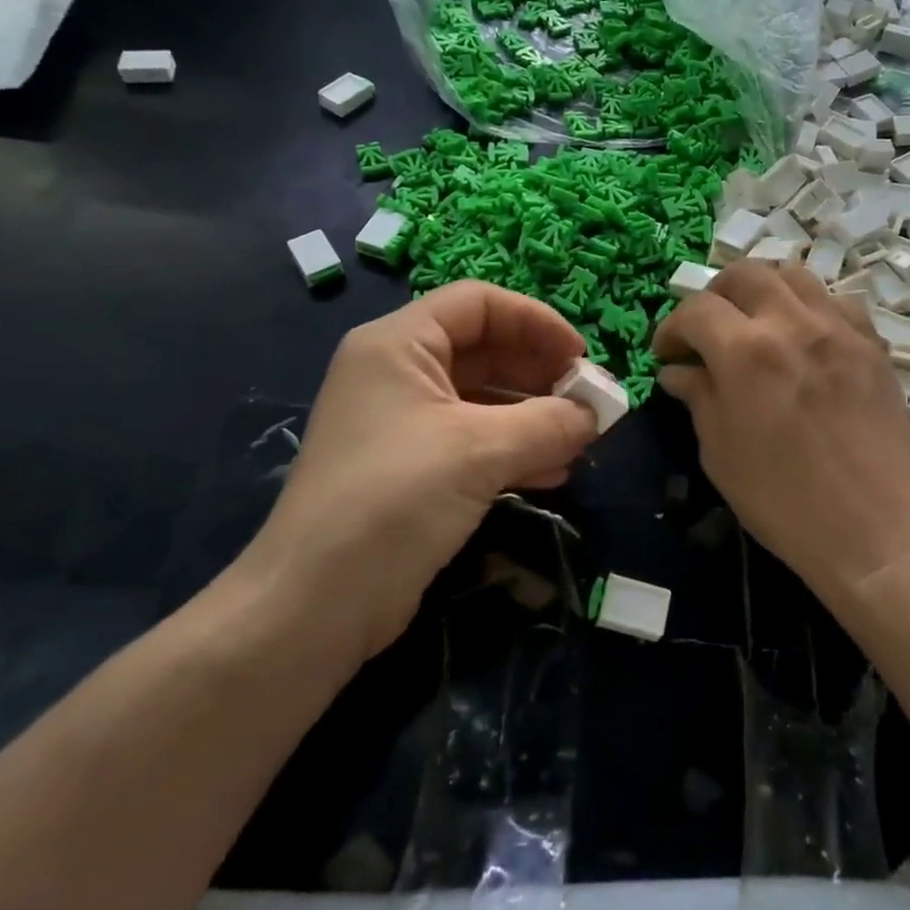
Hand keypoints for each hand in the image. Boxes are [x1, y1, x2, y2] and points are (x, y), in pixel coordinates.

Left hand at [238, 282, 598, 660]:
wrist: (313, 606)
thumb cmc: (394, 501)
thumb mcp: (479, 452)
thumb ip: (547, 424)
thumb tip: (596, 414)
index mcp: (399, 344)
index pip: (478, 303)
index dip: (535, 321)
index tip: (580, 357)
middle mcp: (398, 373)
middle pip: (483, 349)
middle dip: (539, 373)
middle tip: (587, 404)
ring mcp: (402, 423)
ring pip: (482, 399)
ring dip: (533, 415)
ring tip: (579, 440)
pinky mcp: (411, 469)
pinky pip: (473, 441)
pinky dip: (514, 449)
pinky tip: (552, 473)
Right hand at [653, 262, 909, 603]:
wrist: (873, 528)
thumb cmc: (782, 500)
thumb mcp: (719, 452)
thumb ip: (698, 397)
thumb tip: (678, 370)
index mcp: (745, 352)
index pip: (696, 310)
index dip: (671, 328)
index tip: (667, 355)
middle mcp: (792, 324)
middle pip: (745, 274)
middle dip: (714, 297)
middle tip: (707, 331)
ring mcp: (838, 329)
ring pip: (793, 274)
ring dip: (763, 290)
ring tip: (755, 323)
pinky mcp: (871, 344)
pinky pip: (836, 301)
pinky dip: (810, 306)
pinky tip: (804, 337)